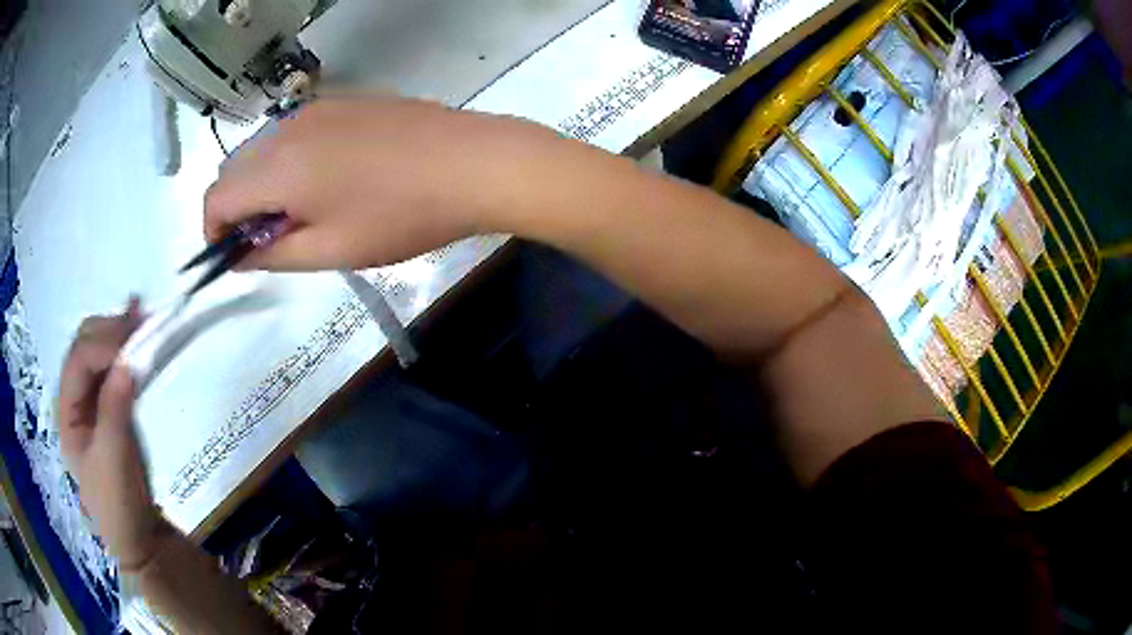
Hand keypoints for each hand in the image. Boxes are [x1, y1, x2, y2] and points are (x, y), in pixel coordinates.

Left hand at [59, 300, 161, 571]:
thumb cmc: (119, 507)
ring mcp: (92, 405)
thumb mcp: (113, 462)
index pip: (78, 361)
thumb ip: (114, 411)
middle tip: (141, 321)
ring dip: (118, 336)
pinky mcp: (111, 412)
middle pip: (84, 347)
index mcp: (66, 412)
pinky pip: (113, 371)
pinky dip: (126, 351)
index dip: (103, 344)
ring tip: (143, 320)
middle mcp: (75, 400)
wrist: (142, 543)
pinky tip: (138, 337)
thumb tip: (127, 362)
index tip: (135, 340)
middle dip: (109, 331)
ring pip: (98, 353)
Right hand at [204, 95, 561, 270]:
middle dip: (238, 207)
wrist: (473, 162)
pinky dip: (290, 160)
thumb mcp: (331, 250)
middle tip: (273, 237)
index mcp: (277, 167)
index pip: (216, 197)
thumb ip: (273, 255)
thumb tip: (239, 256)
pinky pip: (296, 132)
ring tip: (304, 212)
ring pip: (264, 148)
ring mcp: (318, 108)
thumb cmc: (401, 215)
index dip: (213, 231)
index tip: (233, 253)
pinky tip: (329, 179)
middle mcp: (288, 128)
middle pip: (235, 169)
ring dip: (264, 183)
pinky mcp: (346, 101)